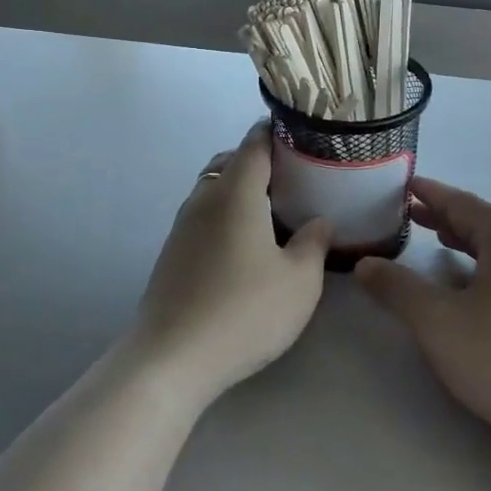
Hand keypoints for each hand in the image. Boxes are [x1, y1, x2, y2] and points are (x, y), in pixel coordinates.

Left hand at [132, 123, 332, 408]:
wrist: (172, 358)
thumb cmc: (243, 311)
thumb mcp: (299, 281)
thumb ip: (314, 243)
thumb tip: (318, 221)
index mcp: (235, 192)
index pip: (255, 142)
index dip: (279, 132)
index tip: (305, 136)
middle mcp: (204, 198)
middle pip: (232, 162)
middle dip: (262, 162)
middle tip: (296, 180)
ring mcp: (183, 225)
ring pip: (215, 189)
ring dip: (242, 190)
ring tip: (275, 213)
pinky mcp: (173, 252)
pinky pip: (205, 215)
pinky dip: (227, 214)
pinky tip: (246, 246)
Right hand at [355, 179, 490, 482]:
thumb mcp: (438, 323)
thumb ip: (397, 288)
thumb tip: (365, 263)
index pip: (461, 202)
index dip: (429, 194)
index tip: (405, 185)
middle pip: (483, 222)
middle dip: (446, 218)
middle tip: (412, 215)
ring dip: (468, 243)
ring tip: (441, 244)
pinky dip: (488, 267)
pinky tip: (479, 290)